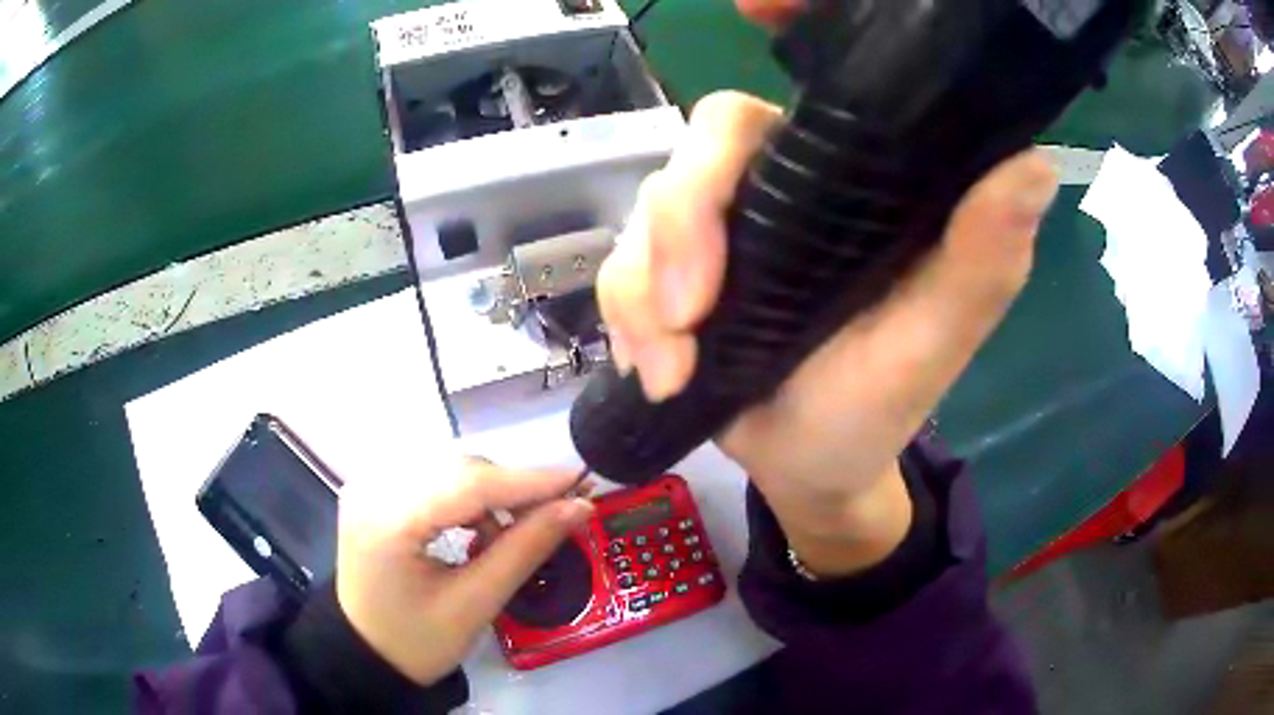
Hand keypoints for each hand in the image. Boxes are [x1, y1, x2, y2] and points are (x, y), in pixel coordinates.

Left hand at [335, 457, 592, 683]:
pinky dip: (465, 495)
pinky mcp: (375, 492)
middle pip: (457, 469)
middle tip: (558, 511)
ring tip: (516, 528)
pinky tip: (481, 525)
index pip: (467, 485)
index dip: (528, 481)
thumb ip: (526, 549)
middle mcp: (372, 488)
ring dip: (490, 491)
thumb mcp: (475, 604)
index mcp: (387, 519)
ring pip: (448, 468)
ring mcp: (369, 486)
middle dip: (511, 488)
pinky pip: (432, 478)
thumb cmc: (417, 641)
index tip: (579, 481)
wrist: (366, 654)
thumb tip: (579, 508)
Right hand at [597, 1, 1057, 576]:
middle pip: (710, 140)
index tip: (755, 6)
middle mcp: (792, 181)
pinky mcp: (672, 263)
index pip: (824, 80)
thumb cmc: (878, 406)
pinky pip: (622, 259)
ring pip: (652, 202)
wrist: (806, 465)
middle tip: (691, 315)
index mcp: (861, 183)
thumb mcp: (933, 342)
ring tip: (671, 365)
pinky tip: (654, 367)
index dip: (794, 21)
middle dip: (685, 223)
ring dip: (645, 288)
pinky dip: (625, 313)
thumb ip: (981, 261)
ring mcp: (725, 221)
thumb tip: (1029, 163)